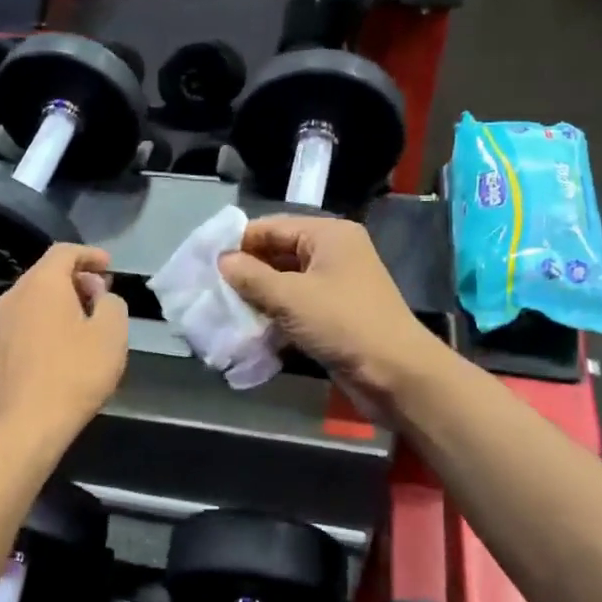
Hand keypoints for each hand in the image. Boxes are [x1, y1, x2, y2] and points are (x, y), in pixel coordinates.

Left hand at [0, 244, 128, 446]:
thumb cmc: (72, 374)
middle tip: (102, 296)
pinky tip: (64, 349)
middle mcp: (14, 297)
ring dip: (62, 303)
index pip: (64, 252)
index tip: (109, 266)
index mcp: (41, 284)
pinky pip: (26, 324)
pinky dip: (47, 324)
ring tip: (87, 323)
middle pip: (46, 274)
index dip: (90, 254)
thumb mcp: (111, 335)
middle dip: (77, 279)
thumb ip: (112, 305)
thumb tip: (101, 298)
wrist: (21, 426)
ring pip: (34, 300)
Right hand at [219, 216, 438, 407]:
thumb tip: (222, 261)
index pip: (271, 227)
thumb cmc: (343, 324)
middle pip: (277, 253)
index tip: (205, 263)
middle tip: (210, 289)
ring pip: (284, 282)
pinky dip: (274, 315)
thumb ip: (251, 277)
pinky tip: (249, 328)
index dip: (238, 243)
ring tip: (223, 310)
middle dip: (246, 272)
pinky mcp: (334, 314)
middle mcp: (333, 253)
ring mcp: (335, 285)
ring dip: (257, 296)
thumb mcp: (290, 297)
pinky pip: (295, 306)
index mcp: (328, 235)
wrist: (397, 375)